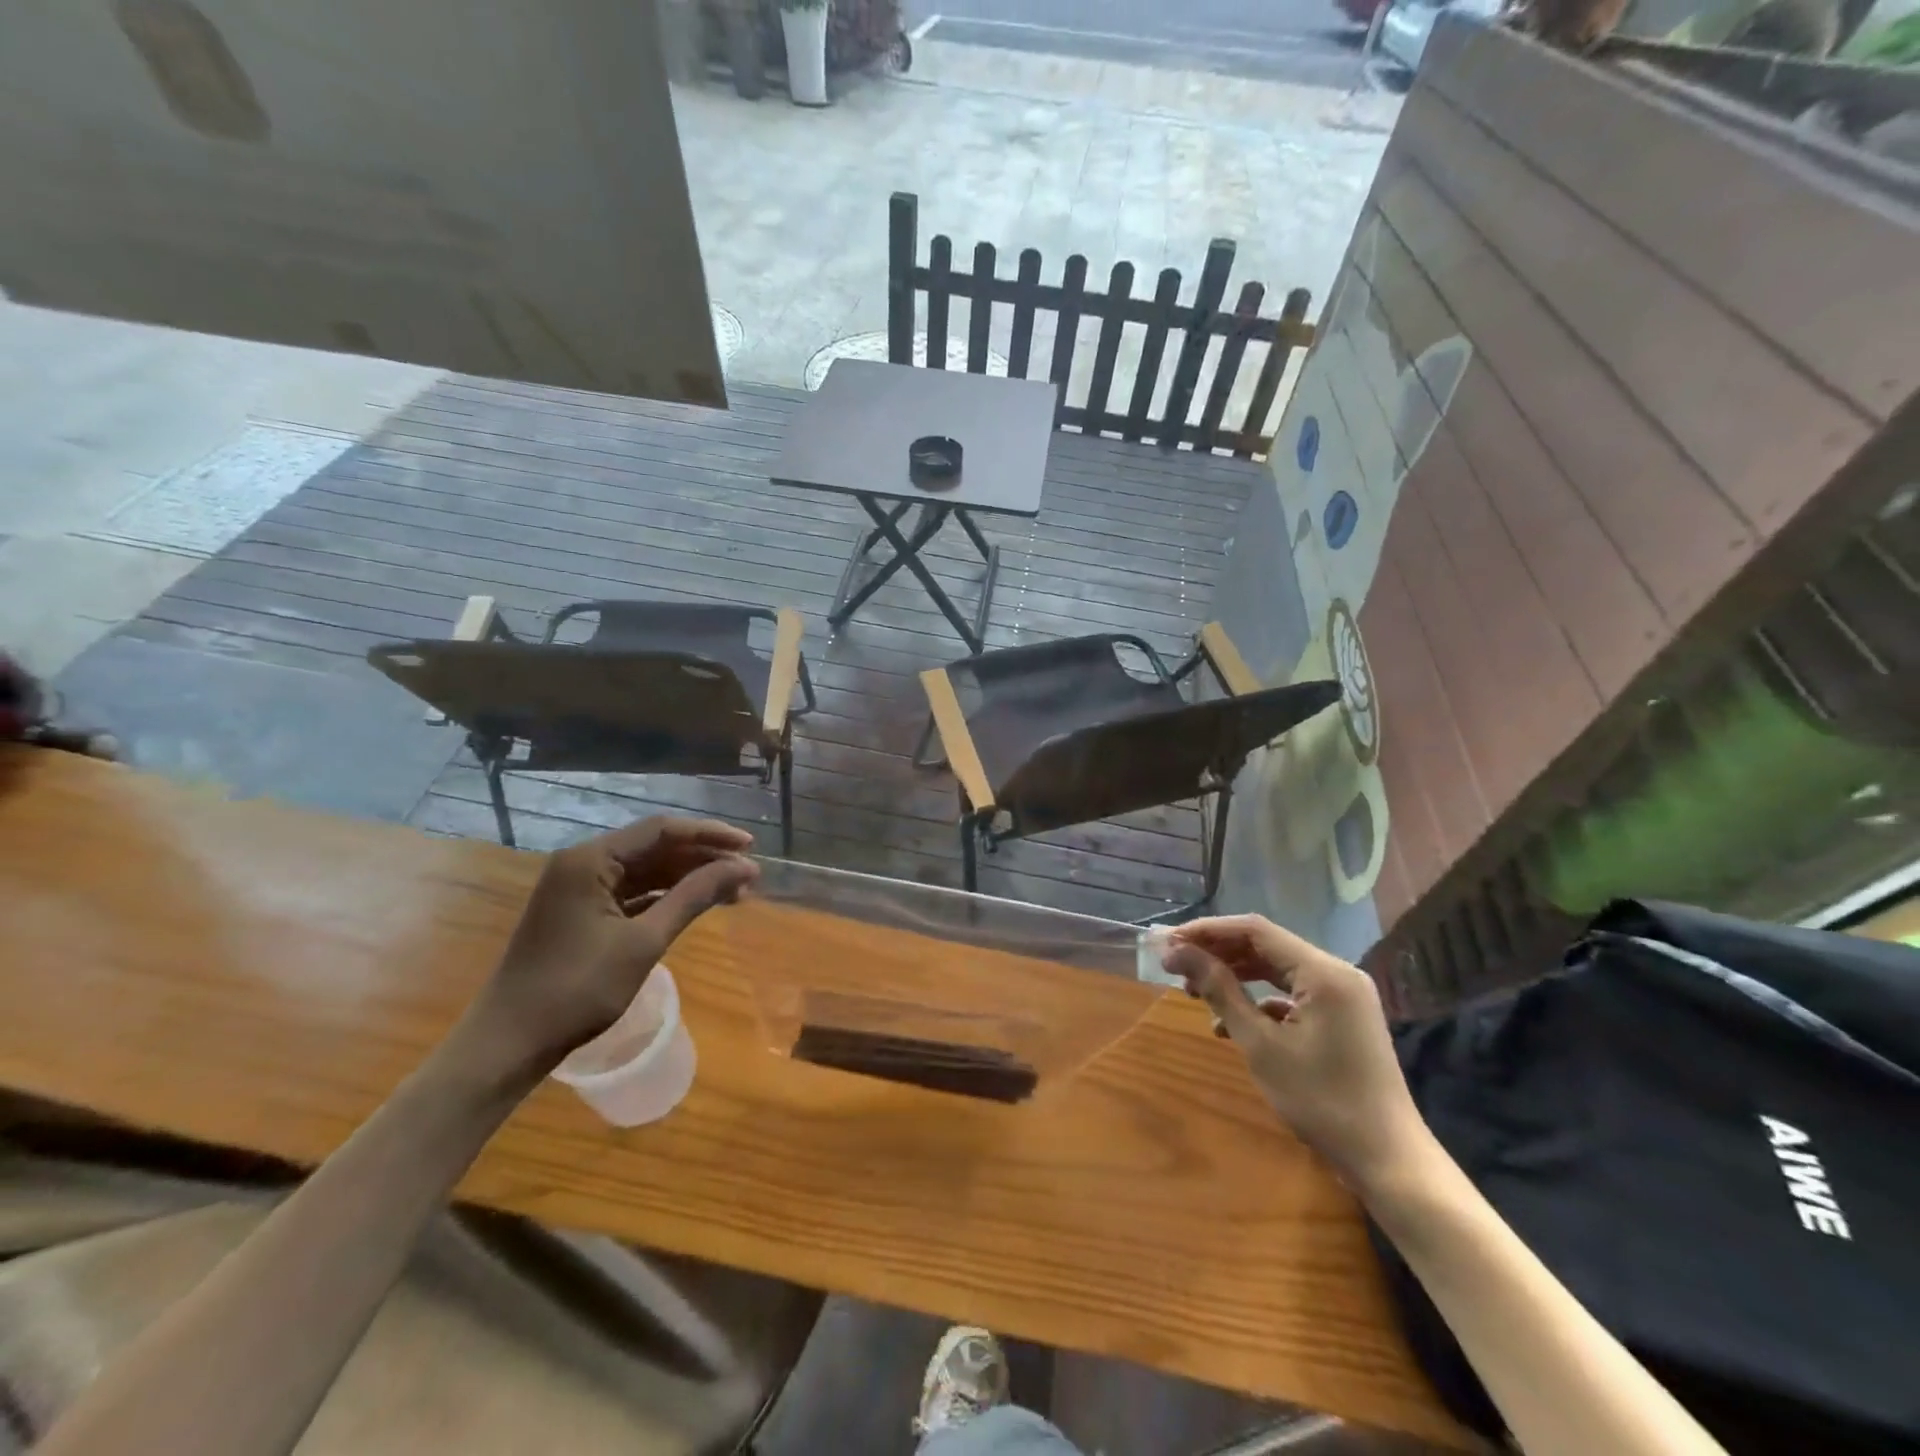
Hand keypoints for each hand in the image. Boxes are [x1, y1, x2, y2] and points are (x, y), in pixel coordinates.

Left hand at [454, 817, 757, 1082]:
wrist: (510, 1044)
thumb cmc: (577, 989)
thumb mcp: (644, 942)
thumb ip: (694, 898)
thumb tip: (744, 869)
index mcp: (590, 859)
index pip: (662, 830)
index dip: (710, 835)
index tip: (750, 848)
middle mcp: (583, 863)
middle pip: (655, 847)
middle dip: (704, 859)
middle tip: (748, 876)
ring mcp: (580, 888)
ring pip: (647, 871)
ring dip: (689, 878)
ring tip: (734, 892)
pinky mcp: (582, 913)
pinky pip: (633, 892)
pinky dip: (667, 897)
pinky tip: (697, 905)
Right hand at [1164, 914, 1430, 1190]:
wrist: (1388, 1160)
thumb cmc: (1321, 1100)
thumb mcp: (1260, 1044)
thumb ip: (1220, 990)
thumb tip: (1177, 953)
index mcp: (1323, 971)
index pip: (1254, 930)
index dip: (1207, 931)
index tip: (1168, 942)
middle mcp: (1336, 971)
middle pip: (1265, 946)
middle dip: (1217, 953)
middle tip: (1175, 966)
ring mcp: (1342, 995)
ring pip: (1276, 970)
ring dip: (1234, 977)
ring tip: (1194, 991)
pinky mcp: (1342, 1017)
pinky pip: (1291, 994)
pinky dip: (1258, 1001)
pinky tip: (1230, 1024)